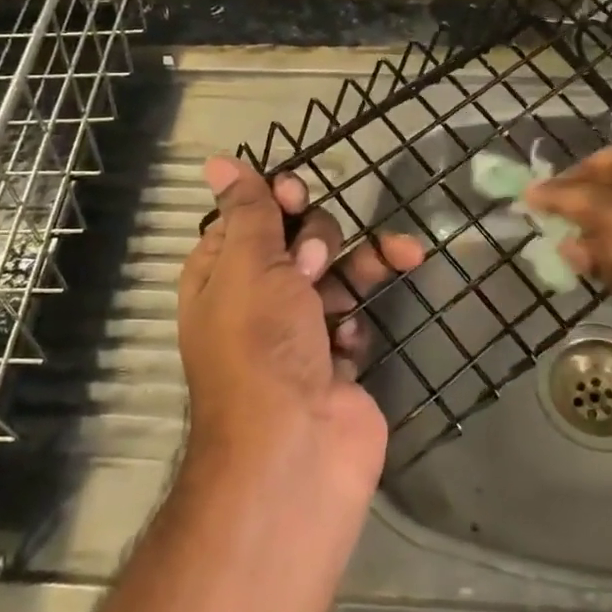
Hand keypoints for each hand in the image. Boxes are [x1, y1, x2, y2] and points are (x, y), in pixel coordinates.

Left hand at [178, 156, 422, 498]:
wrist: (296, 451)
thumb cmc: (261, 346)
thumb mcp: (250, 265)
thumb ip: (248, 210)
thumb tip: (216, 160)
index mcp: (222, 275)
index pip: (250, 216)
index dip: (277, 199)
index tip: (296, 193)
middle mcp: (258, 299)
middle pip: (300, 239)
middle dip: (319, 238)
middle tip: (313, 264)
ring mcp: (300, 331)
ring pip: (338, 273)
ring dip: (365, 261)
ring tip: (395, 257)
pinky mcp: (336, 359)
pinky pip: (354, 317)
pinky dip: (359, 319)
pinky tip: (354, 337)